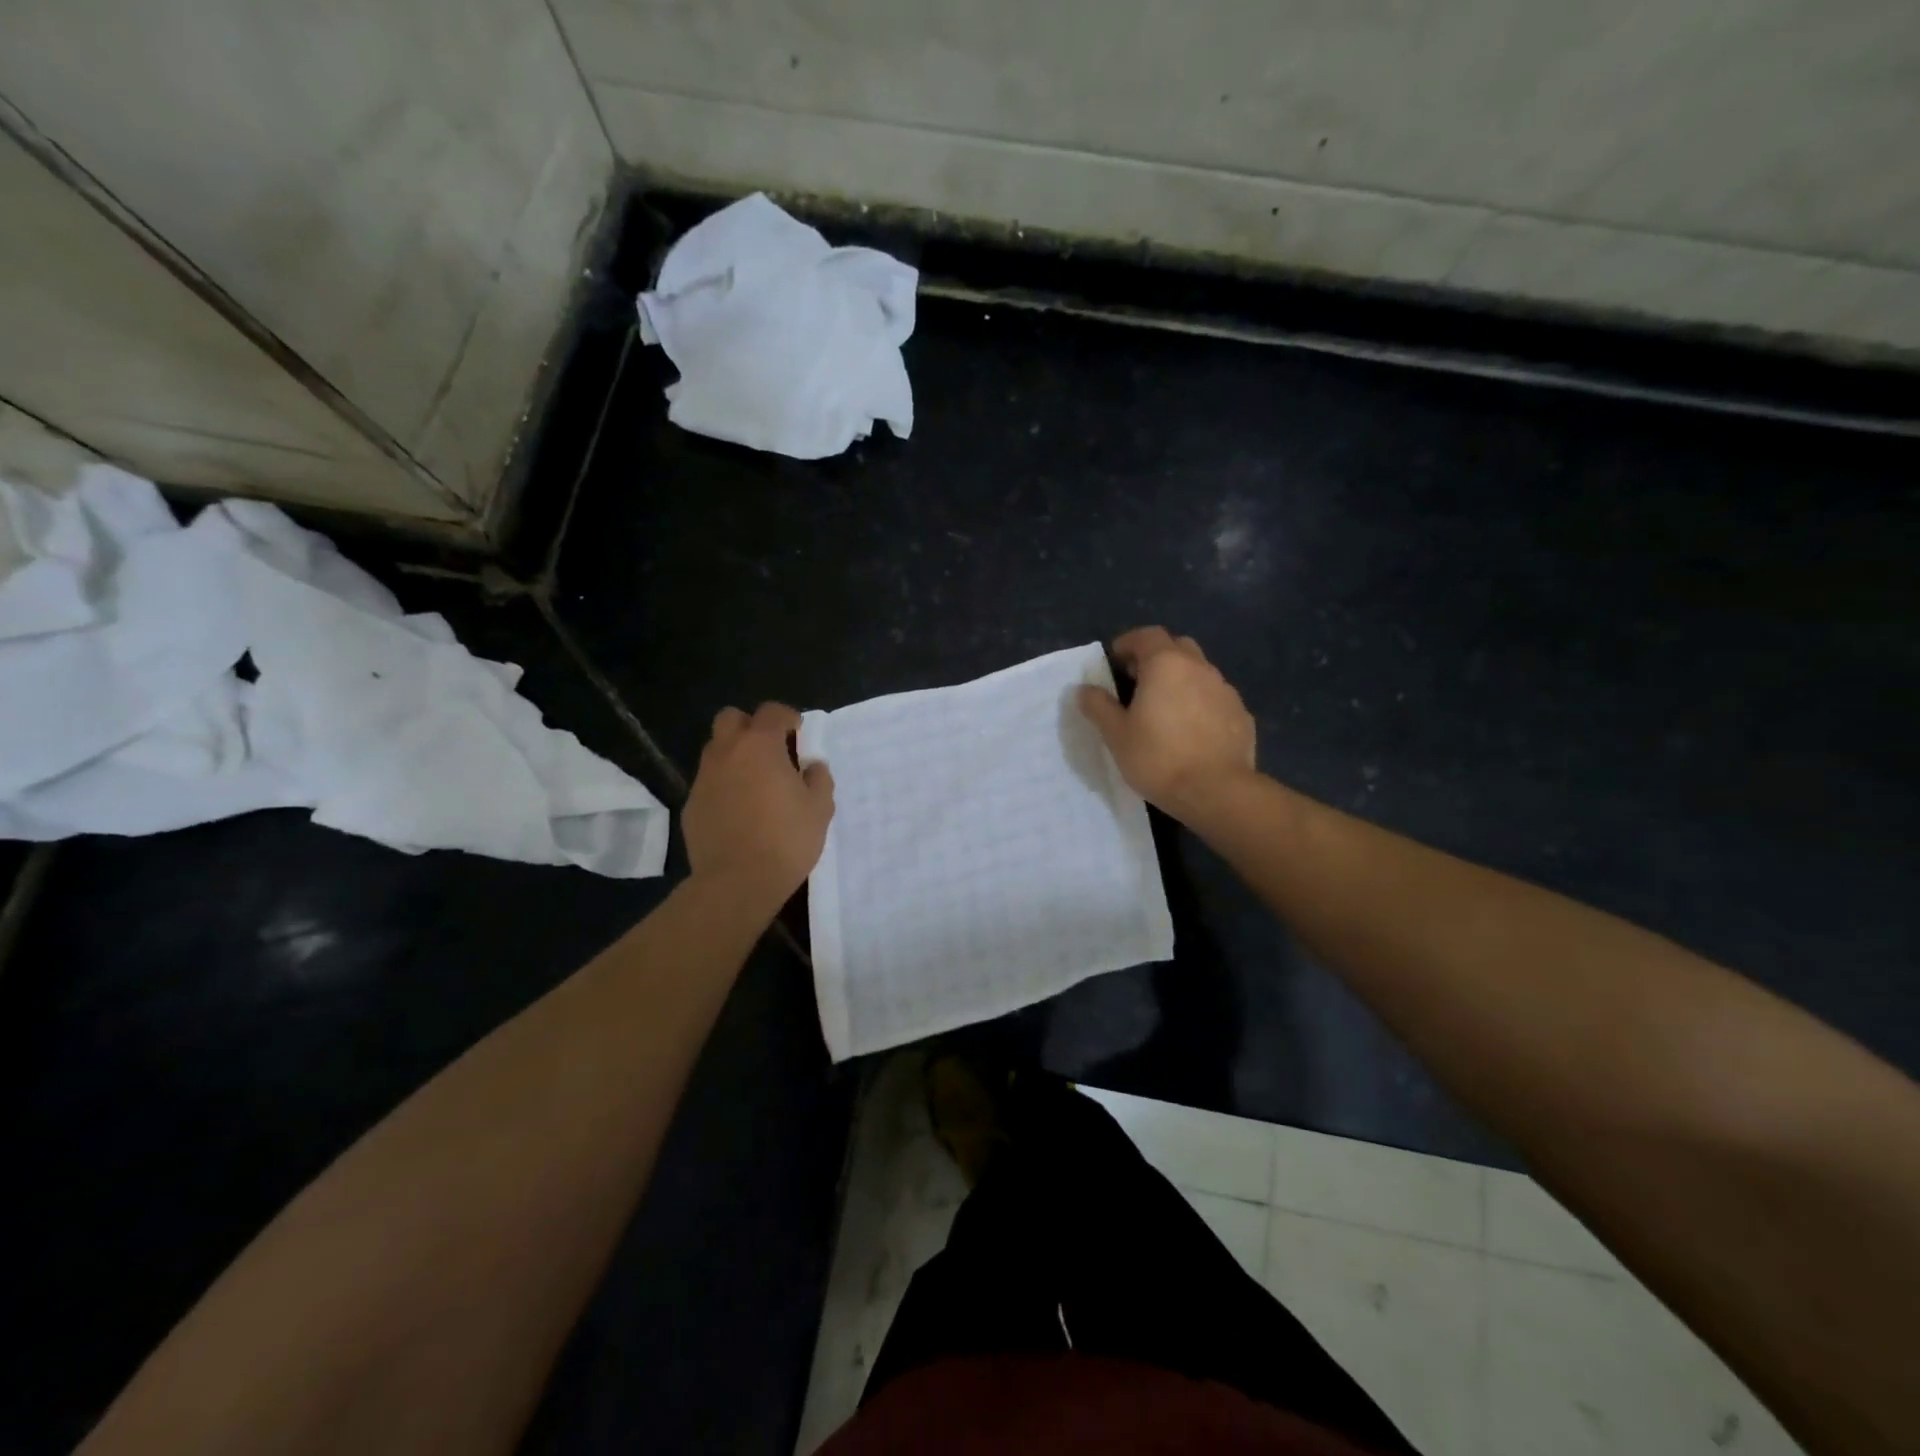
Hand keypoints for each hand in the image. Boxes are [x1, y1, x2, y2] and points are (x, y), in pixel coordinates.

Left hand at [683, 703, 834, 907]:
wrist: (737, 882)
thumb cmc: (786, 839)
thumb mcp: (820, 808)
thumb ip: (819, 778)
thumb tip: (812, 766)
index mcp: (760, 746)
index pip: (770, 711)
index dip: (786, 717)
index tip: (798, 733)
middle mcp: (726, 753)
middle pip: (731, 718)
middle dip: (751, 726)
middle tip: (771, 750)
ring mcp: (704, 779)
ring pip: (716, 750)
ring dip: (735, 755)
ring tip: (755, 782)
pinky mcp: (691, 805)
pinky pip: (709, 782)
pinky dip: (723, 785)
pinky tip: (739, 811)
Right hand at [1078, 627, 1256, 822]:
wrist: (1216, 791)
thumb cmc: (1158, 758)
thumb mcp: (1116, 735)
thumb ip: (1099, 707)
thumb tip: (1085, 689)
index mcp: (1166, 664)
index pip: (1147, 635)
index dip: (1128, 643)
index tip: (1116, 662)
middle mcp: (1199, 668)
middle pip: (1177, 647)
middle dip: (1157, 657)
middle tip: (1139, 682)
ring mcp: (1225, 690)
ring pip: (1199, 672)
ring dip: (1181, 680)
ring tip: (1165, 709)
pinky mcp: (1241, 714)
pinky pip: (1215, 698)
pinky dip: (1201, 703)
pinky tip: (1191, 731)